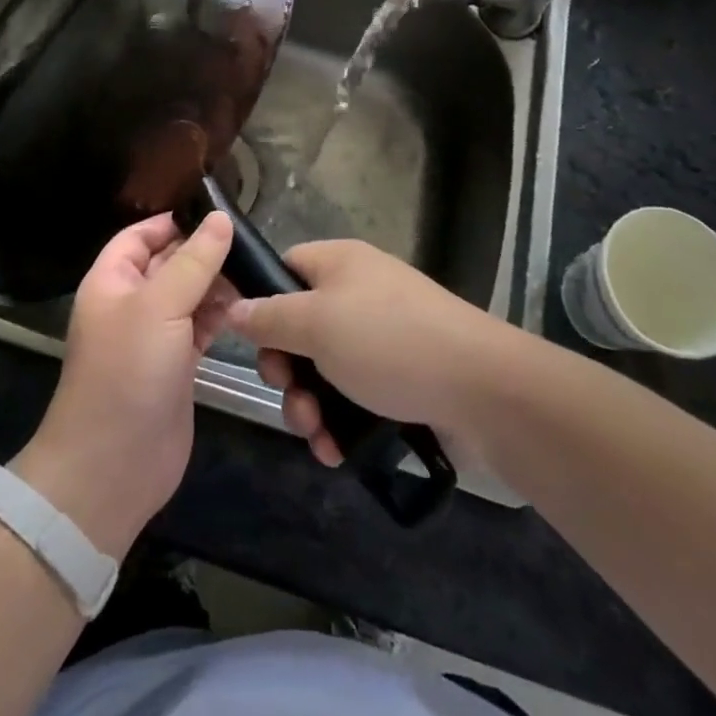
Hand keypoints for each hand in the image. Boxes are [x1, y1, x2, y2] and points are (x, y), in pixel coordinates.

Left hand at [13, 212, 234, 558]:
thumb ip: (194, 261)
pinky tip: (246, 306)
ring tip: (253, 273)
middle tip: (249, 241)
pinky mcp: (177, 364)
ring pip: (189, 294)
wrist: (113, 467)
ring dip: (216, 283)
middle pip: (169, 262)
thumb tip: (221, 218)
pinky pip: (200, 326)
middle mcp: (132, 303)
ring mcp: (154, 336)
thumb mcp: (160, 307)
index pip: (141, 234)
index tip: (218, 212)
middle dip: (203, 251)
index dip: (175, 221)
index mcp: (112, 280)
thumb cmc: (128, 373)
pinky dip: (220, 315)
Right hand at [221, 239, 508, 466]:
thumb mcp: (316, 324)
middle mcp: (358, 292)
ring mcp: (382, 337)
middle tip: (289, 396)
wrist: (482, 388)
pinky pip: (355, 394)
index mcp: (339, 263)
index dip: (262, 302)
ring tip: (316, 435)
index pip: (284, 268)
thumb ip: (269, 318)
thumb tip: (233, 307)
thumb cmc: (388, 342)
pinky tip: (337, 451)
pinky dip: (340, 421)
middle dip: (287, 370)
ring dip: (310, 405)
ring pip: (324, 368)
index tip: (253, 343)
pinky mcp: (401, 377)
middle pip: (299, 326)